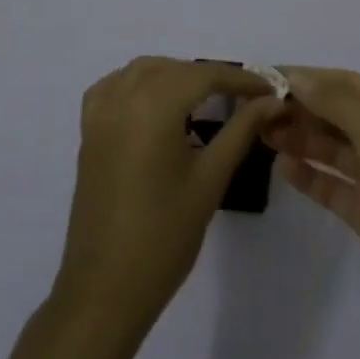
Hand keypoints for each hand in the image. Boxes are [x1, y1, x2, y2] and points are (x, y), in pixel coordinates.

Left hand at [52, 57, 281, 335]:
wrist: (106, 289)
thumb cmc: (164, 236)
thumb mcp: (210, 179)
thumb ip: (241, 131)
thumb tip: (271, 101)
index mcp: (154, 107)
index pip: (205, 76)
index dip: (240, 79)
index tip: (270, 89)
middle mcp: (123, 98)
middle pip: (174, 69)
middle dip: (210, 77)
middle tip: (244, 99)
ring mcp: (100, 114)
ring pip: (142, 71)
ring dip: (175, 75)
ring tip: (204, 100)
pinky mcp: (88, 133)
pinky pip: (113, 87)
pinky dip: (138, 83)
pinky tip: (155, 104)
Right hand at [264, 67, 359, 325]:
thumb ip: (334, 100)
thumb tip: (297, 76)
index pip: (346, 83)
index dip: (307, 78)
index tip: (266, 76)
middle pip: (338, 113)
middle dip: (300, 108)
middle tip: (255, 110)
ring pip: (333, 148)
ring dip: (300, 138)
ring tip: (261, 134)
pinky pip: (334, 184)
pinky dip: (310, 174)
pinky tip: (283, 168)